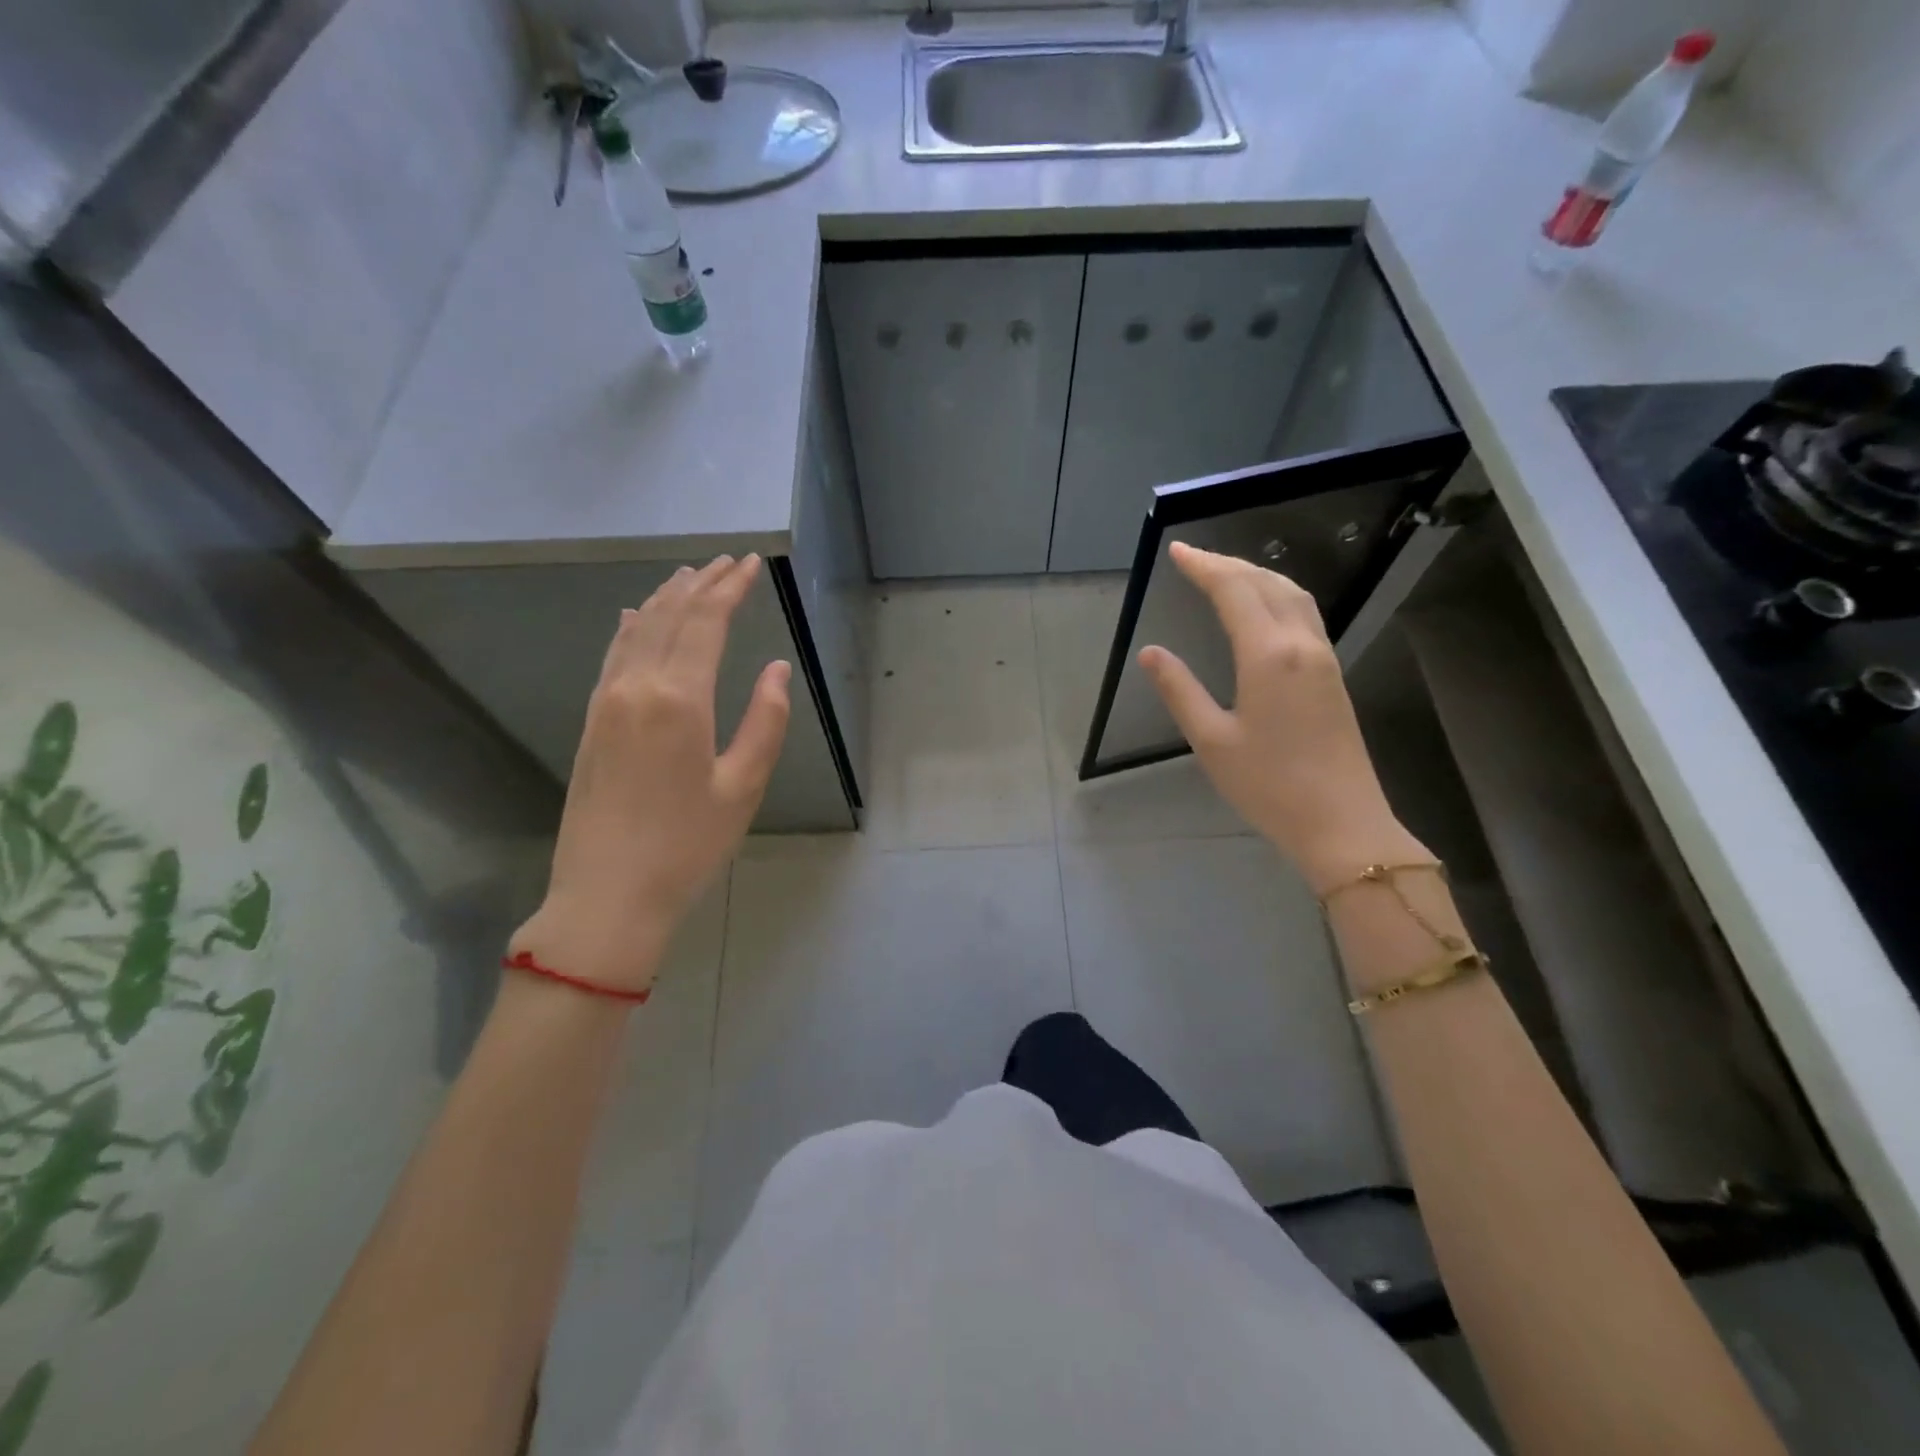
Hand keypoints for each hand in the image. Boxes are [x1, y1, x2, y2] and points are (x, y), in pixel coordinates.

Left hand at [509, 555, 790, 993]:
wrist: (607, 896)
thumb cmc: (687, 846)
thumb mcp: (743, 787)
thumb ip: (765, 721)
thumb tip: (776, 669)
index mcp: (679, 699)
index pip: (706, 623)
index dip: (730, 588)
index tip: (750, 564)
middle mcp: (637, 687)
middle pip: (672, 617)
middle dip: (702, 584)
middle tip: (727, 561)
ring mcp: (606, 702)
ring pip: (638, 631)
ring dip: (667, 599)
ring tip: (689, 576)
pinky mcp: (591, 722)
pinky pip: (613, 656)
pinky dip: (631, 628)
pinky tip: (636, 616)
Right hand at [1138, 543, 1427, 892]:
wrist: (1342, 823)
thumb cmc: (1269, 786)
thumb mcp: (1211, 741)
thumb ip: (1180, 691)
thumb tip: (1151, 653)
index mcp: (1268, 656)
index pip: (1234, 591)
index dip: (1204, 567)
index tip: (1177, 551)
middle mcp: (1301, 644)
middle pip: (1266, 584)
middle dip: (1228, 564)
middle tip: (1193, 557)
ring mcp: (1323, 658)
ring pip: (1293, 595)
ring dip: (1257, 575)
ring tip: (1225, 573)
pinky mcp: (1332, 675)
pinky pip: (1304, 614)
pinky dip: (1277, 594)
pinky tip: (1263, 608)